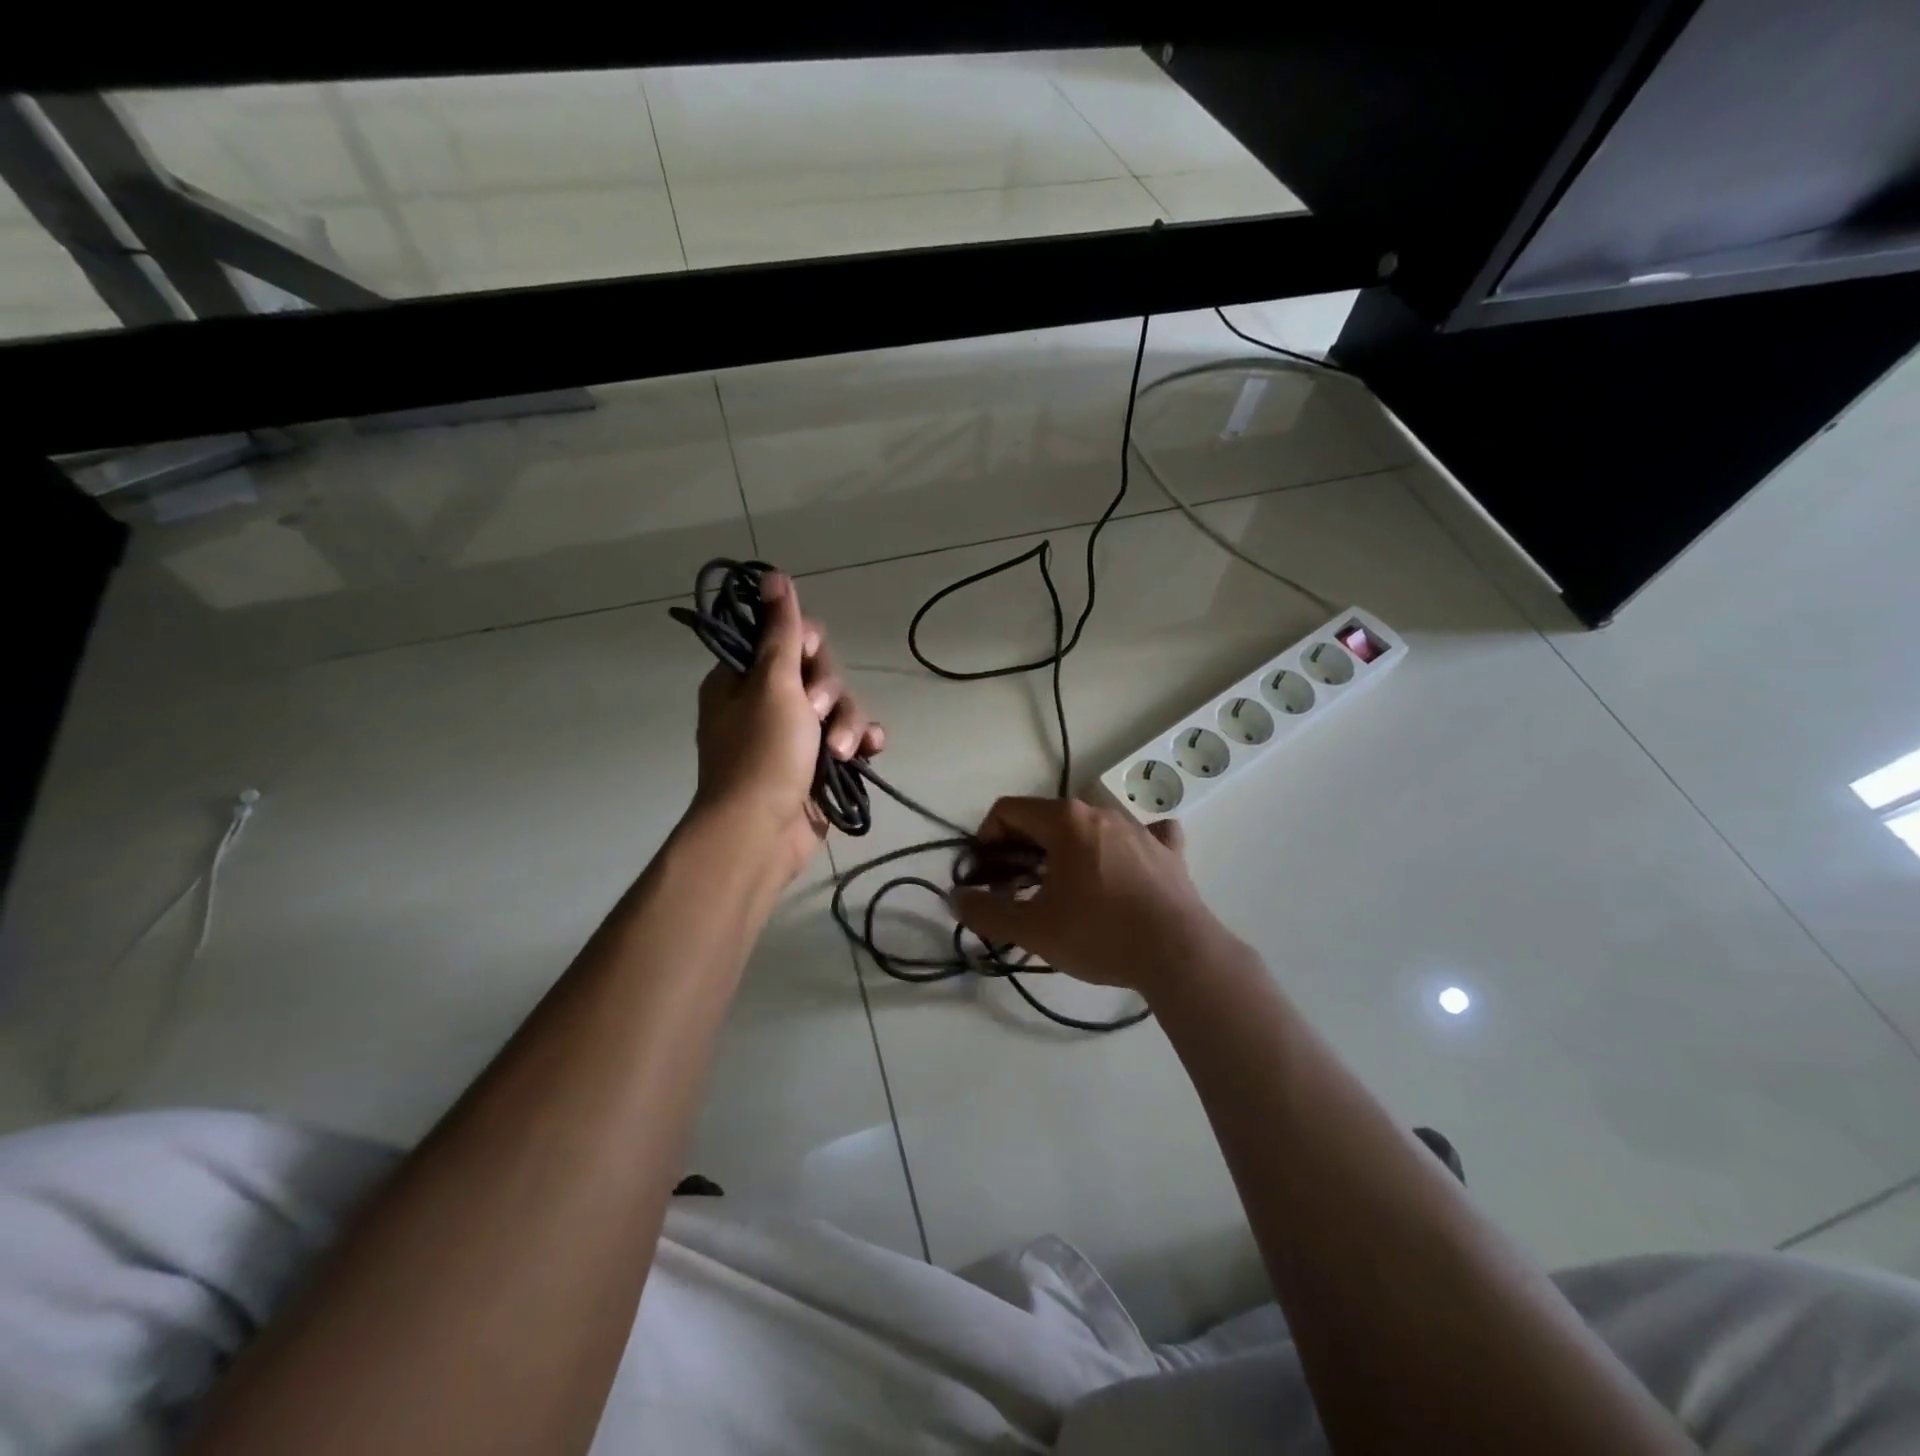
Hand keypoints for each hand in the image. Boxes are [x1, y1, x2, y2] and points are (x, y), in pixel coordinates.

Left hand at [691, 572, 882, 880]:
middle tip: (815, 713)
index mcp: (743, 681)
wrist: (763, 833)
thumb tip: (773, 576)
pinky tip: (870, 752)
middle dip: (828, 693)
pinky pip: (850, 740)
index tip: (810, 656)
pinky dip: (861, 743)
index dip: (805, 646)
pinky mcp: (820, 766)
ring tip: (838, 753)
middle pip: (818, 673)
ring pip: (839, 708)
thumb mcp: (772, 683)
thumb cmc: (762, 753)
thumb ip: (781, 631)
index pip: (783, 641)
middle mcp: (768, 704)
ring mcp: (796, 737)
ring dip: (847, 725)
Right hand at [951, 797, 1233, 992]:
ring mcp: (1139, 829)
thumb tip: (955, 898)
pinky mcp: (1169, 852)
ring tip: (1060, 893)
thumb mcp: (1032, 929)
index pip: (1008, 811)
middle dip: (1020, 852)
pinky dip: (1122, 850)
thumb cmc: (1098, 933)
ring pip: (1087, 830)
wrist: (1179, 955)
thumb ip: (986, 911)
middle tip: (1014, 891)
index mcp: (1066, 820)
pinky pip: (1139, 837)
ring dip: (1063, 854)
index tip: (984, 876)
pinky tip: (1122, 871)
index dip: (985, 840)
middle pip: (1045, 820)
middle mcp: (1101, 813)